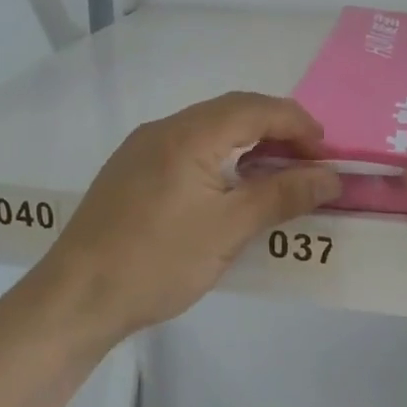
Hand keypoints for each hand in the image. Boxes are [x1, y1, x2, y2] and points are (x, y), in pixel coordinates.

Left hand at [33, 92, 341, 339]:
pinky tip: (231, 188)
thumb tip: (330, 177)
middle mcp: (163, 129)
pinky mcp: (130, 171)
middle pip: (231, 112)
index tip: (327, 153)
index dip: (297, 123)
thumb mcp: (229, 230)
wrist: (76, 297)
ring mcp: (141, 149)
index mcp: (188, 134)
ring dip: (248, 144)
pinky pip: (187, 148)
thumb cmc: (158, 261)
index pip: (255, 108)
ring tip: (277, 176)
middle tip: (308, 163)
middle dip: (276, 130)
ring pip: (208, 130)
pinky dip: (221, 157)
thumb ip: (282, 196)